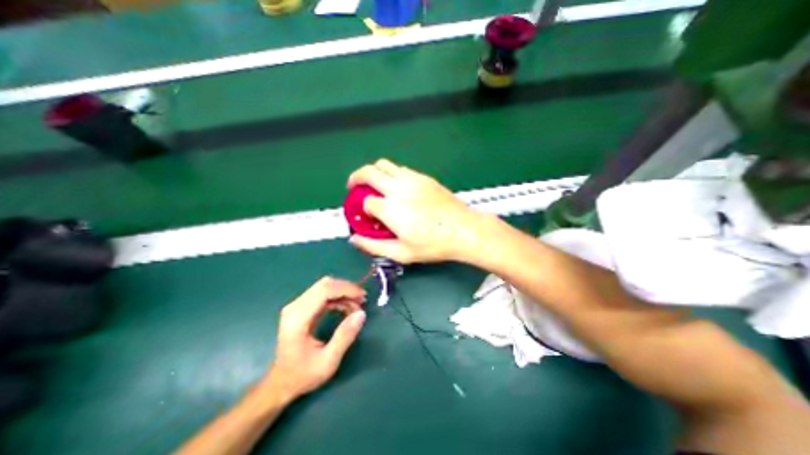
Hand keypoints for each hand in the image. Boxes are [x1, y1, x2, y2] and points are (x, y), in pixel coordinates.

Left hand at [262, 277, 367, 401]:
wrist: (281, 384)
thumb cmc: (303, 375)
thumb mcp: (328, 361)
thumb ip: (345, 336)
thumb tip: (361, 314)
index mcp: (298, 318)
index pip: (324, 290)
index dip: (346, 289)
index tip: (362, 296)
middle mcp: (295, 307)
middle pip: (325, 284)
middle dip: (347, 289)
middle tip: (362, 300)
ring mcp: (297, 306)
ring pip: (325, 287)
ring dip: (343, 293)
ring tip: (356, 306)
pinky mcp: (301, 307)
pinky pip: (323, 294)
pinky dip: (337, 297)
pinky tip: (346, 308)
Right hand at [347, 158, 485, 261]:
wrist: (464, 229)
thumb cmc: (433, 244)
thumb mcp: (402, 253)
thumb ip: (374, 246)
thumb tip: (356, 240)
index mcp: (390, 208)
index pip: (366, 202)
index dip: (363, 209)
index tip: (366, 215)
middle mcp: (398, 188)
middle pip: (368, 172)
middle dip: (356, 177)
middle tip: (354, 186)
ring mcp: (412, 179)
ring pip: (384, 164)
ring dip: (374, 172)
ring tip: (374, 184)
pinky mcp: (424, 177)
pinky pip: (401, 169)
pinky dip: (391, 173)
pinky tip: (397, 186)